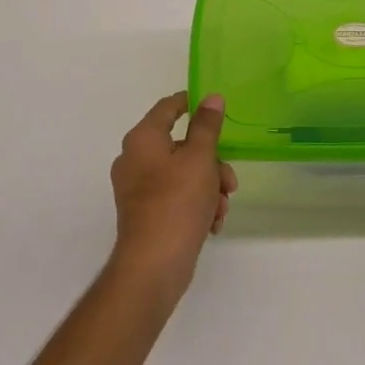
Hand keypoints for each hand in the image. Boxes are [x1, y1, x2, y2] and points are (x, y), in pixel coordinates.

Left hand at [108, 93, 237, 299]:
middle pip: (181, 145)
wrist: (153, 267)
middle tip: (229, 181)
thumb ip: (207, 125)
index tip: (216, 108)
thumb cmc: (177, 202)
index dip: (192, 102)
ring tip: (223, 208)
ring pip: (183, 173)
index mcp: (143, 139)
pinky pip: (175, 197)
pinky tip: (213, 223)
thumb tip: (211, 97)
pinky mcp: (145, 214)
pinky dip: (196, 204)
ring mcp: (138, 189)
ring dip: (209, 187)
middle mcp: (135, 159)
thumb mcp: (200, 158)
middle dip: (212, 162)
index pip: (168, 107)